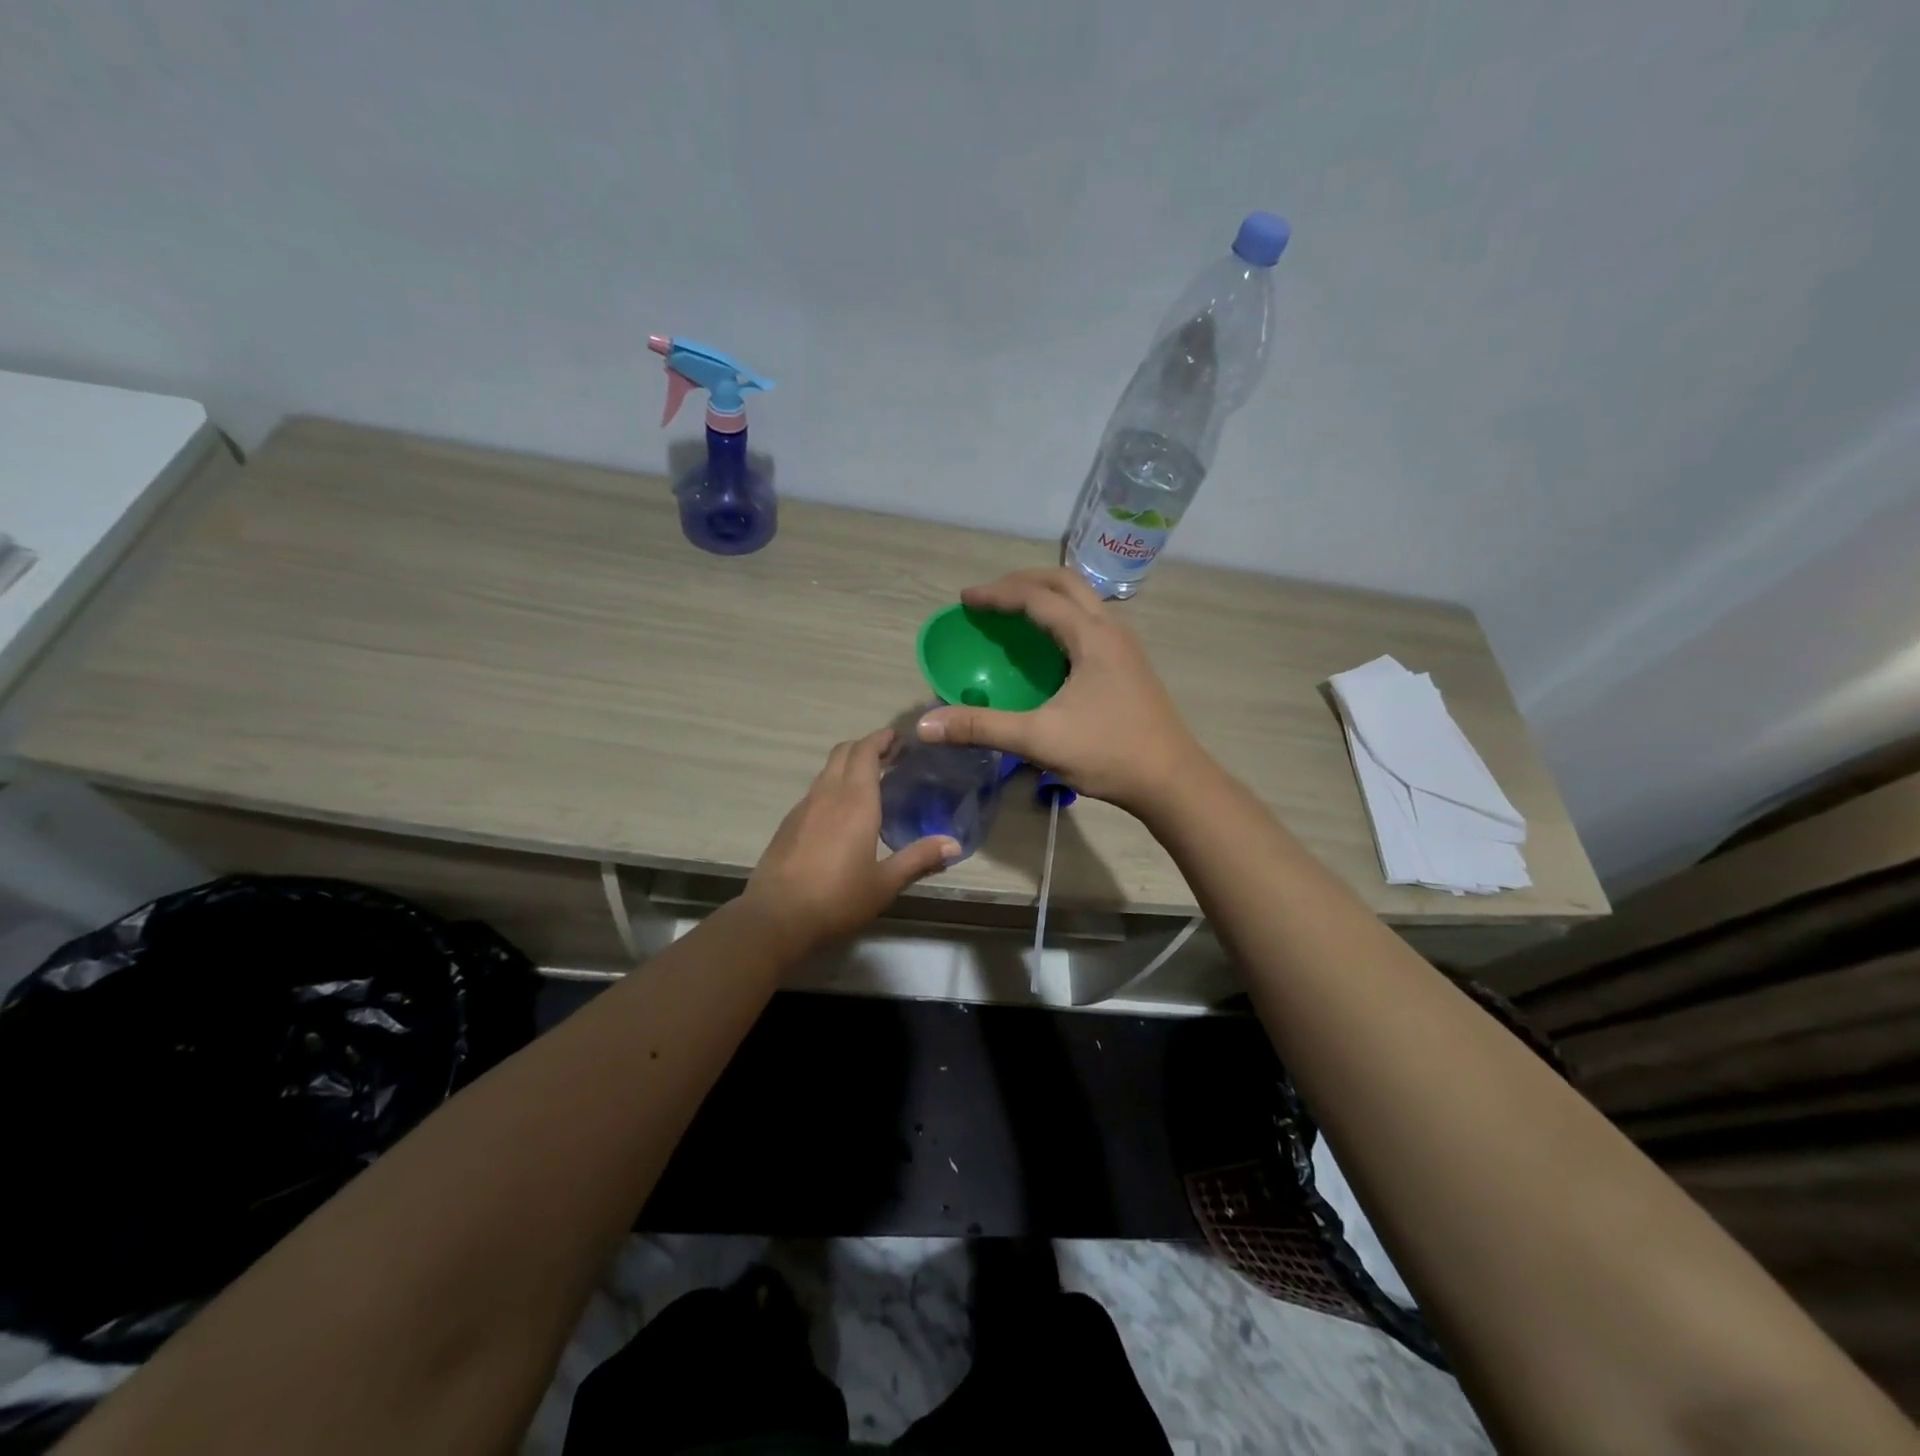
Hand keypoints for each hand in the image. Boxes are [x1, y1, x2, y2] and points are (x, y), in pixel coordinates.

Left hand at [743, 728, 959, 956]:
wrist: (775, 918)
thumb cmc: (837, 898)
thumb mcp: (885, 883)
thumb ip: (919, 859)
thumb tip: (954, 845)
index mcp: (855, 801)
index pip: (865, 752)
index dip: (881, 739)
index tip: (899, 737)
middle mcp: (827, 795)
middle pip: (843, 752)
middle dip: (866, 746)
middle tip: (890, 755)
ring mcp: (803, 808)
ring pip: (827, 771)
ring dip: (848, 765)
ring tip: (870, 781)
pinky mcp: (788, 824)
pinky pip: (815, 792)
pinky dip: (832, 787)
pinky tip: (842, 813)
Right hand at [916, 567, 1201, 816]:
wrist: (1172, 781)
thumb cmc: (1109, 754)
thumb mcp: (1039, 740)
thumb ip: (981, 727)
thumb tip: (926, 725)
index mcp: (1091, 636)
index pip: (1037, 597)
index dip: (997, 594)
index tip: (965, 600)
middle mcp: (1111, 630)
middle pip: (1065, 583)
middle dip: (1023, 582)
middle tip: (989, 599)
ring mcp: (1125, 647)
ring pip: (1083, 601)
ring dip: (1046, 597)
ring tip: (1013, 614)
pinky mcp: (1129, 666)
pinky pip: (1090, 623)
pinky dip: (1061, 619)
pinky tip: (1047, 649)